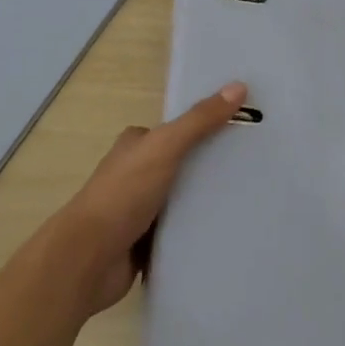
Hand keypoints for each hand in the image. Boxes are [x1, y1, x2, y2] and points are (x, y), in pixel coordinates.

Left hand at [48, 82, 247, 316]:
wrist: (89, 259)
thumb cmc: (123, 194)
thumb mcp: (165, 147)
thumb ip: (200, 120)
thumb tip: (238, 86)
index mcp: (136, 145)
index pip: (178, 130)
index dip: (207, 127)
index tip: (244, 131)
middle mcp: (136, 173)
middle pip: (182, 164)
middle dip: (211, 166)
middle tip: (255, 168)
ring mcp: (139, 209)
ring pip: (182, 199)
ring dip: (206, 201)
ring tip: (249, 199)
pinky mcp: (145, 242)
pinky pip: (179, 231)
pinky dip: (197, 230)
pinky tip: (226, 229)